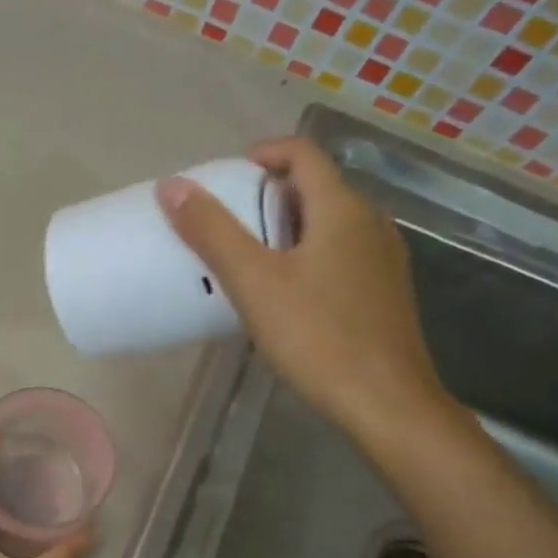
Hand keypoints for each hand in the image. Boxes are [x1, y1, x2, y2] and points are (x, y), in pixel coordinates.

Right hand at [155, 137, 449, 438]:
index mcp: (342, 208)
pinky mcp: (384, 292)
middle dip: (267, 195)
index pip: (302, 153)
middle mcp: (371, 222)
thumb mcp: (254, 282)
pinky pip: (340, 253)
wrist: (386, 404)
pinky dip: (306, 254)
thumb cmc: (317, 337)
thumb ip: (212, 231)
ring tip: (248, 258)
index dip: (261, 154)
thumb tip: (172, 185)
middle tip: (225, 223)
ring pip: (329, 223)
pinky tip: (284, 294)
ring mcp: (383, 259)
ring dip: (286, 227)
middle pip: (315, 187)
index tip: (223, 179)